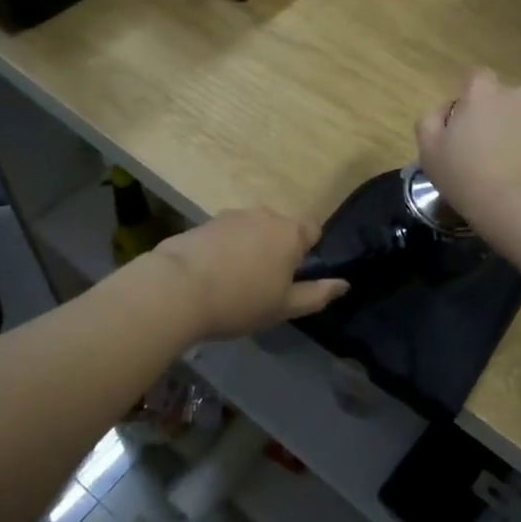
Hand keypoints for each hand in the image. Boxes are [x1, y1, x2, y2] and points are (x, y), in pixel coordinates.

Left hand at [150, 208, 347, 338]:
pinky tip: (211, 275)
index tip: (292, 277)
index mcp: (290, 232)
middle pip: (281, 228)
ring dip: (250, 248)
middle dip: (277, 250)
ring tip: (233, 282)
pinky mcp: (204, 222)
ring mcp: (232, 215)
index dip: (307, 252)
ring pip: (252, 230)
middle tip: (263, 285)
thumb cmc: (240, 301)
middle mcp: (264, 214)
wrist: (176, 289)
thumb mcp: (284, 307)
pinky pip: (226, 234)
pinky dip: (225, 249)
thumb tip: (344, 284)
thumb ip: (317, 294)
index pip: (313, 229)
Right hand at [416, 70, 520, 256]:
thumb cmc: (472, 183)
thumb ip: (431, 121)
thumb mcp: (429, 154)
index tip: (468, 130)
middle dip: (505, 117)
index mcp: (485, 93)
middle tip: (496, 153)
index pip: (477, 80)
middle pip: (511, 99)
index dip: (472, 103)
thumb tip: (447, 110)